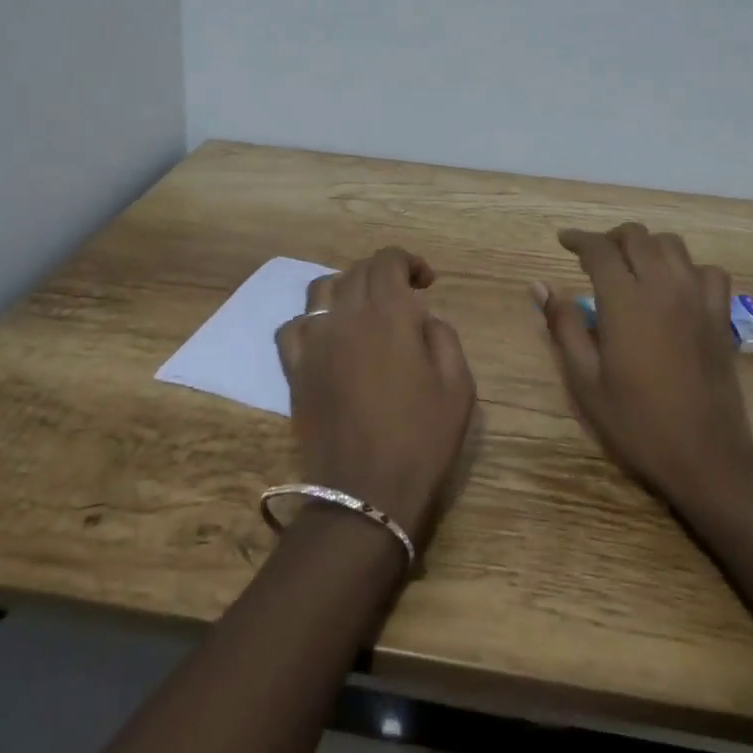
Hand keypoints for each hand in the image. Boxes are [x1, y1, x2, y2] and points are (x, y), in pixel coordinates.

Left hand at [275, 247, 476, 545]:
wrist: (366, 493)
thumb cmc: (422, 439)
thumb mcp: (459, 386)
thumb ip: (443, 337)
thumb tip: (421, 318)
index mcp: (389, 314)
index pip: (388, 260)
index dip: (408, 262)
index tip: (426, 283)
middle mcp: (346, 316)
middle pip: (357, 271)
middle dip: (383, 273)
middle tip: (403, 297)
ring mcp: (314, 342)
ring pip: (321, 290)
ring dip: (346, 289)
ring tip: (363, 311)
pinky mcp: (294, 370)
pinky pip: (293, 328)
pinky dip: (311, 322)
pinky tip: (327, 339)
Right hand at [536, 223, 752, 509]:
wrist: (705, 455)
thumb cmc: (636, 422)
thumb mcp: (585, 380)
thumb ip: (563, 326)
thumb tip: (540, 286)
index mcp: (625, 301)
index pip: (599, 249)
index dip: (578, 239)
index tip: (563, 241)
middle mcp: (663, 287)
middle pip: (636, 236)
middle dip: (610, 238)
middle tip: (593, 258)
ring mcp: (697, 298)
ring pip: (672, 245)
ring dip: (646, 246)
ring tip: (631, 267)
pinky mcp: (720, 315)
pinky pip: (708, 271)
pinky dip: (687, 268)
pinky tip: (676, 287)